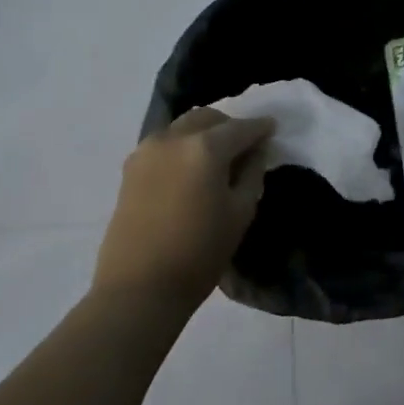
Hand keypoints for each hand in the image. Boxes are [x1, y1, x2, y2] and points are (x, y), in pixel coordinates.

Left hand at [93, 108, 275, 315]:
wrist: (139, 286)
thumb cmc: (200, 252)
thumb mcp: (241, 213)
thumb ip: (252, 174)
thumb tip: (255, 152)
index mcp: (205, 147)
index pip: (240, 128)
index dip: (260, 128)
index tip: (272, 128)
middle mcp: (173, 138)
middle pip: (207, 118)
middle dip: (229, 125)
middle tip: (245, 145)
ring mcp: (147, 150)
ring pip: (182, 126)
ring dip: (204, 132)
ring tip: (218, 156)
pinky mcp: (130, 168)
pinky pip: (164, 143)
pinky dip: (183, 145)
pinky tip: (191, 167)